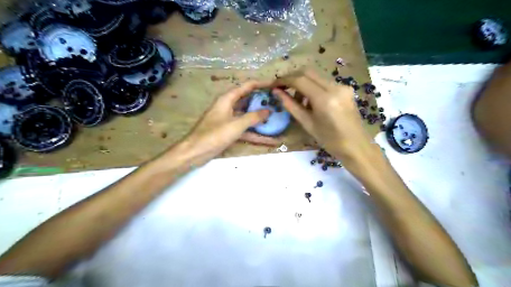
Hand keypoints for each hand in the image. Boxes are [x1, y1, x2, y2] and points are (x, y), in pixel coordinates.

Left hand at [182, 82, 276, 164]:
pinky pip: (245, 129)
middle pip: (248, 100)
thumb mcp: (236, 125)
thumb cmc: (214, 135)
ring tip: (277, 118)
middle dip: (263, 101)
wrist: (195, 152)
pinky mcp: (229, 131)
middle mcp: (228, 106)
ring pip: (248, 115)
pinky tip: (269, 139)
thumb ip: (253, 117)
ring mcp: (229, 119)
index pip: (247, 86)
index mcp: (227, 99)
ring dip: (260, 118)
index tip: (276, 85)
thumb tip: (268, 111)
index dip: (262, 84)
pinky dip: (255, 133)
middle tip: (279, 102)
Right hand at [273, 69, 376, 164]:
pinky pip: (324, 82)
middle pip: (308, 72)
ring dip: (302, 83)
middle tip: (282, 88)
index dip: (284, 80)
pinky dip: (313, 87)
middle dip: (292, 78)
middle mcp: (335, 87)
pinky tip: (310, 101)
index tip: (274, 84)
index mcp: (324, 99)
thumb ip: (291, 105)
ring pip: (316, 76)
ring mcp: (342, 86)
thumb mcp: (307, 124)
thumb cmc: (329, 140)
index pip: (300, 80)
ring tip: (297, 100)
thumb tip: (276, 92)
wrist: (356, 146)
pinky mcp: (346, 88)